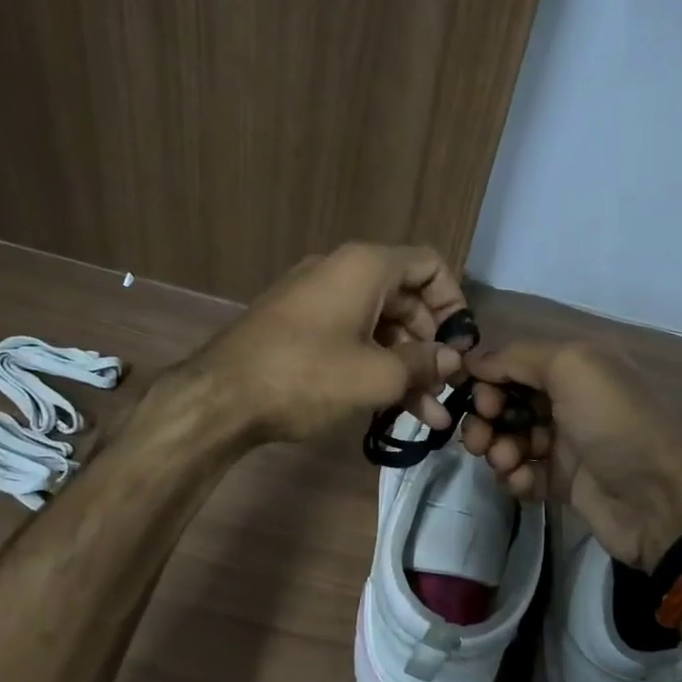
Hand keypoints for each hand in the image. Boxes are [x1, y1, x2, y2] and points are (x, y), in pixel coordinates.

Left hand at [191, 243, 468, 442]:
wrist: (220, 397)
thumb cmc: (307, 376)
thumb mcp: (376, 374)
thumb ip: (422, 364)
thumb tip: (451, 360)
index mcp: (365, 267)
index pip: (429, 265)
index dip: (454, 303)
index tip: (461, 345)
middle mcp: (342, 272)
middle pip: (406, 300)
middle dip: (430, 347)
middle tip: (445, 388)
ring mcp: (317, 300)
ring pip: (379, 327)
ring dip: (405, 368)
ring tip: (428, 416)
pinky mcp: (298, 328)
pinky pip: (350, 338)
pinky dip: (373, 367)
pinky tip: (392, 409)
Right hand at [459, 341, 681, 571]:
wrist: (659, 500)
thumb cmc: (614, 423)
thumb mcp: (572, 367)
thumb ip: (517, 356)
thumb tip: (473, 362)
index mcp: (576, 367)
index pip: (514, 364)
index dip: (488, 378)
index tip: (474, 398)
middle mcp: (570, 400)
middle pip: (507, 402)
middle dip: (486, 418)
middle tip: (481, 438)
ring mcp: (567, 444)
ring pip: (510, 439)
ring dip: (498, 449)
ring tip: (507, 462)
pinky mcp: (564, 483)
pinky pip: (524, 474)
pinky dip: (515, 477)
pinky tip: (523, 482)